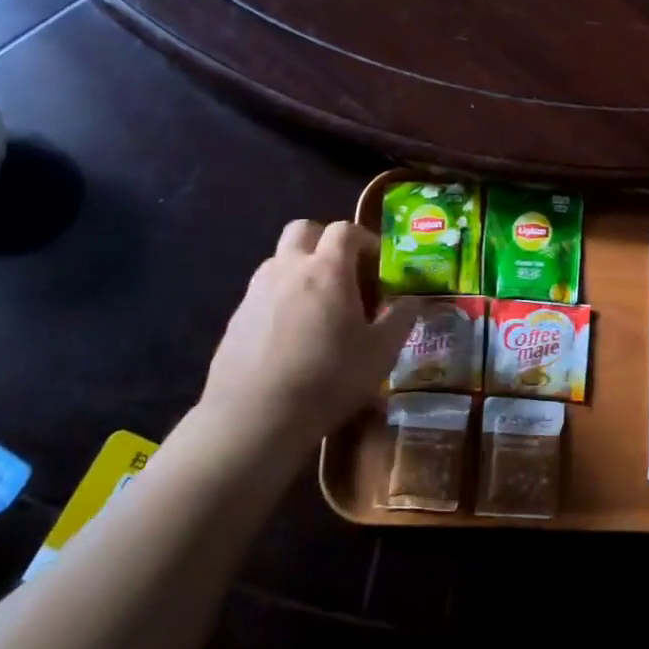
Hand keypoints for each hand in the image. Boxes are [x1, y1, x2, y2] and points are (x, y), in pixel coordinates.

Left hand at [190, 220, 419, 464]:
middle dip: (324, 240)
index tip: (378, 261)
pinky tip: (291, 334)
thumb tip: (412, 301)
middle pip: (303, 230)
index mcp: (327, 269)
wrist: (253, 419)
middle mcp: (288, 268)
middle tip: (343, 270)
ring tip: (318, 304)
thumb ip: (400, 320)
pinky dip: (280, 298)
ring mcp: (256, 291)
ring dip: (300, 268)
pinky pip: (263, 292)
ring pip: (279, 260)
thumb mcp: (380, 353)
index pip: (345, 230)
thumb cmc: (328, 379)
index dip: (364, 239)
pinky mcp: (236, 317)